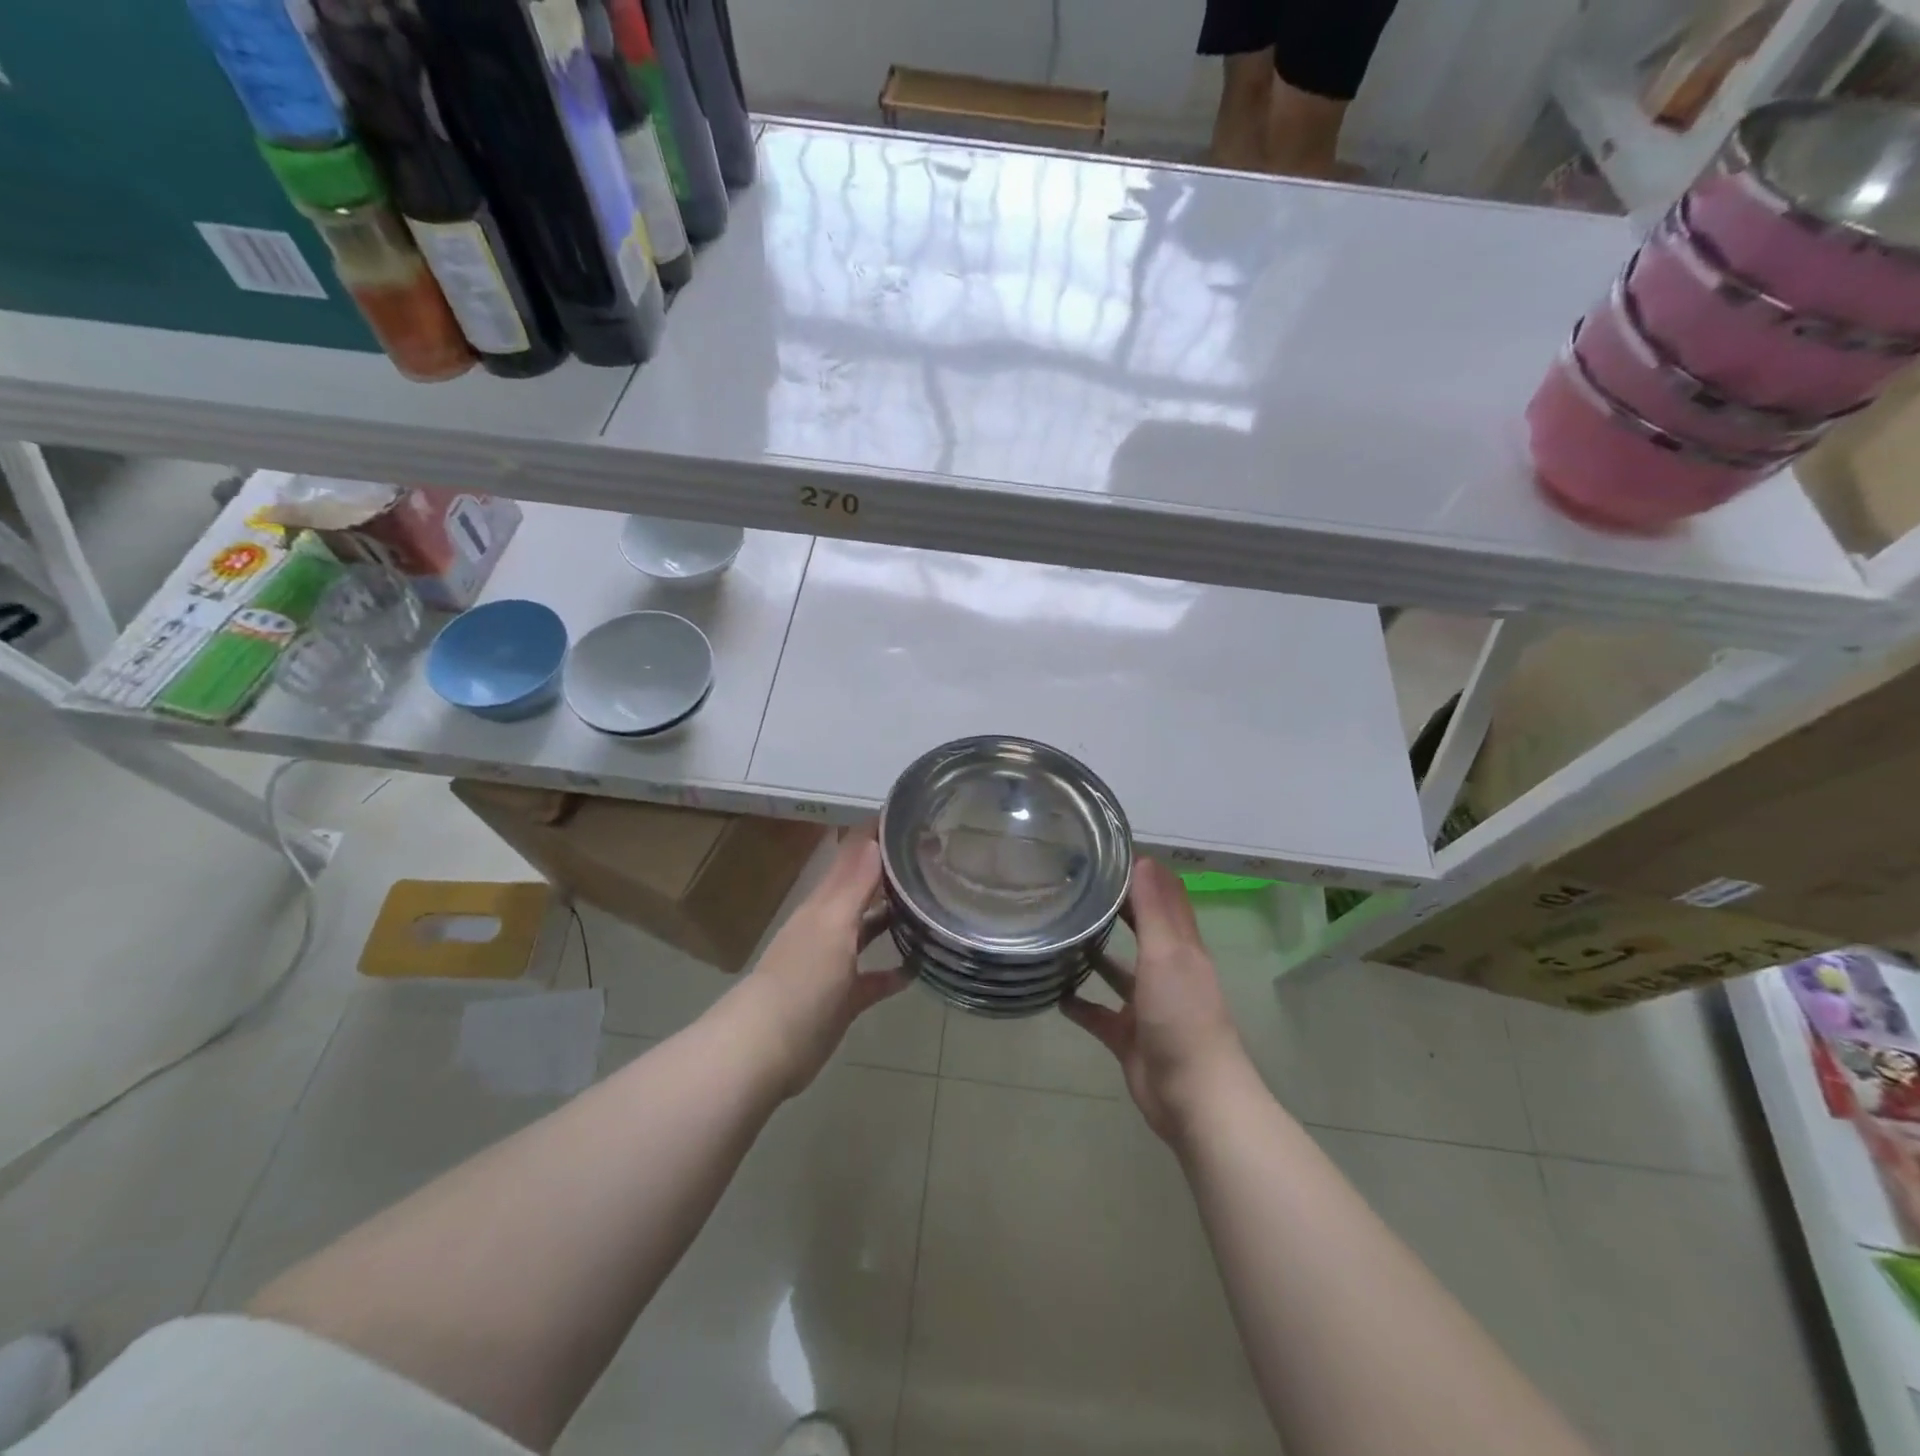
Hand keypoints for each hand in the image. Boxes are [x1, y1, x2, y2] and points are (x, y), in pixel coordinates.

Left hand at [718, 823, 907, 1097]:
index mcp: (825, 904)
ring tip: (932, 905)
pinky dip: (893, 971)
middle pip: (863, 891)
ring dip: (894, 919)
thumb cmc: (802, 980)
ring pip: (869, 931)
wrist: (767, 1048)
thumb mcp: (832, 926)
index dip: (877, 836)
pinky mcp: (843, 998)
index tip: (912, 818)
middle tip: (935, 856)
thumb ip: (854, 884)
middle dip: (892, 873)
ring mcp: (835, 963)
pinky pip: (873, 978)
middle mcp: (830, 926)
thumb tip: (874, 837)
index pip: (853, 857)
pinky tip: (918, 967)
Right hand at [1062, 856, 1248, 1141]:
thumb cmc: (1182, 1017)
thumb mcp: (1167, 954)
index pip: (1164, 898)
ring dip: (1094, 954)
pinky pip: (1099, 1014)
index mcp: (1181, 948)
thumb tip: (1143, 858)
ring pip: (1118, 971)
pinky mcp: (1128, 1037)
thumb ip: (1153, 909)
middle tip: (1072, 886)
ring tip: (1058, 932)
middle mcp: (1166, 971)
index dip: (1142, 874)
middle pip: (1140, 930)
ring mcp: (1147, 1006)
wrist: (1193, 1097)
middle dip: (1114, 909)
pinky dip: (1079, 1004)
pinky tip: (1053, 991)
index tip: (1105, 853)